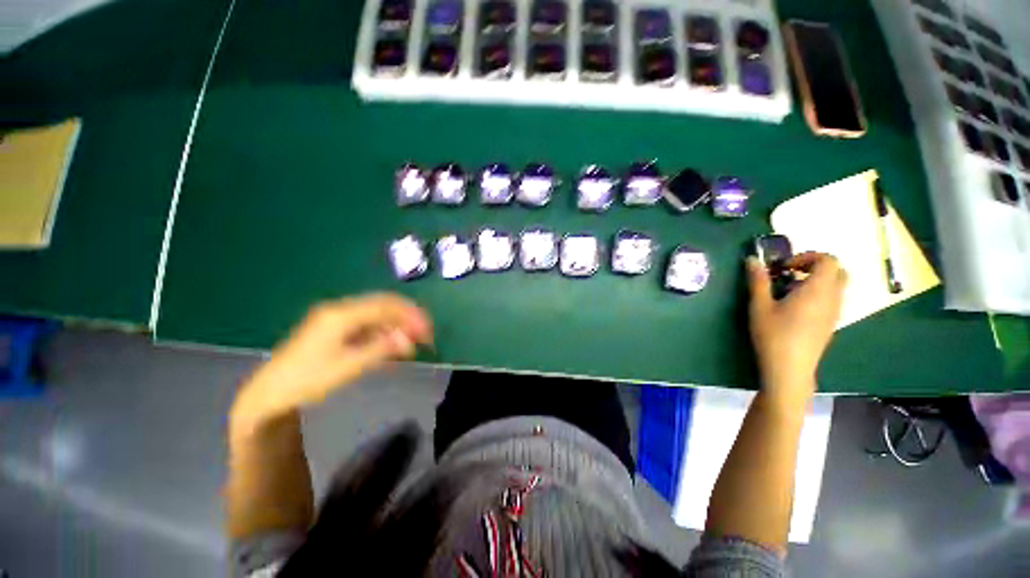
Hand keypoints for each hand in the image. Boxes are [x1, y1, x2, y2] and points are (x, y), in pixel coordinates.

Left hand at [231, 293, 432, 430]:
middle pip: (383, 305)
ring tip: (411, 342)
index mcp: (341, 315)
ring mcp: (337, 318)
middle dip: (407, 317)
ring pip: (377, 314)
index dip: (410, 316)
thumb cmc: (307, 380)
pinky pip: (367, 324)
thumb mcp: (347, 367)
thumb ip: (380, 349)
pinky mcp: (336, 329)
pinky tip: (392, 345)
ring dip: (397, 325)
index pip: (385, 307)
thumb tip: (409, 340)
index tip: (427, 331)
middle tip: (424, 334)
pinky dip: (384, 332)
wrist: (270, 393)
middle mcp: (340, 310)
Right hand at [746, 252, 846, 403]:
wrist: (789, 369)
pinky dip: (817, 295)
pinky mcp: (830, 324)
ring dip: (815, 281)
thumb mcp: (759, 306)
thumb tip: (752, 259)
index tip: (784, 267)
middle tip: (789, 274)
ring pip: (835, 286)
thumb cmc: (773, 335)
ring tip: (787, 292)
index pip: (828, 260)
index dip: (807, 257)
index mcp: (818, 290)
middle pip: (837, 271)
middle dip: (814, 267)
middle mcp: (833, 298)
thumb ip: (758, 281)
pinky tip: (794, 308)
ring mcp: (834, 313)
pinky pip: (831, 300)